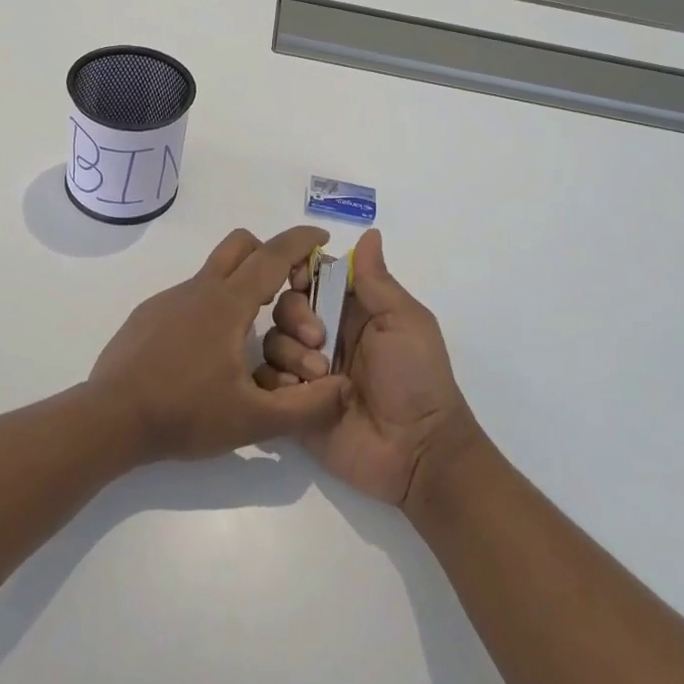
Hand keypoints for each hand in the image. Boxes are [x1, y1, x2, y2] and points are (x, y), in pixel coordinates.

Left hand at [88, 225, 350, 462]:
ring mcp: (168, 300)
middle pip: (240, 245)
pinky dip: (210, 309)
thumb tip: (344, 390)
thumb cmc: (184, 413)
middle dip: (268, 253)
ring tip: (250, 336)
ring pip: (213, 274)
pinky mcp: (147, 315)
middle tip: (285, 289)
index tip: (321, 236)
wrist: (110, 418)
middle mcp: (198, 290)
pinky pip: (188, 298)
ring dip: (239, 288)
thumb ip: (305, 408)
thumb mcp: (253, 420)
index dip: (300, 242)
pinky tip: (207, 355)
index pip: (272, 256)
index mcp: (227, 304)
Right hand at [256, 229, 479, 508]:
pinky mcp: (294, 405)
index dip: (300, 274)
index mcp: (351, 311)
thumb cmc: (417, 378)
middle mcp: (325, 336)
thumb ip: (378, 281)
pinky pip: (266, 382)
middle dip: (295, 317)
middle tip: (320, 340)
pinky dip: (276, 383)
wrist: (417, 451)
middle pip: (285, 306)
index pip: (313, 278)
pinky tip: (299, 394)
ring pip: (272, 342)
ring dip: (290, 353)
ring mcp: (307, 371)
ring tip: (318, 376)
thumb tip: (369, 232)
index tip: (301, 281)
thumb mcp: (405, 322)